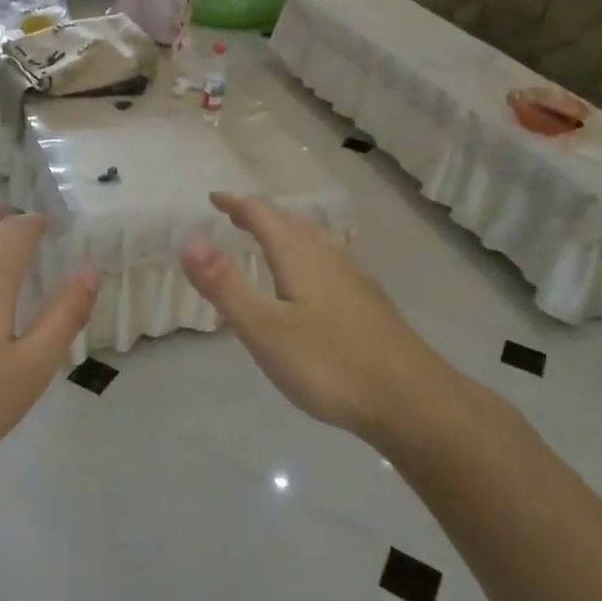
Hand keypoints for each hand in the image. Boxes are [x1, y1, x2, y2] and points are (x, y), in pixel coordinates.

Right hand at [179, 193, 462, 453]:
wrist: (413, 402)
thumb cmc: (330, 363)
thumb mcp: (264, 328)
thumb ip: (225, 285)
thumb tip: (189, 240)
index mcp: (300, 255)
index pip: (262, 214)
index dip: (236, 204)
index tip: (213, 198)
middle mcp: (328, 257)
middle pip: (290, 223)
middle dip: (259, 216)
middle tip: (233, 217)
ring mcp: (354, 279)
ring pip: (313, 242)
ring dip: (284, 234)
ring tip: (266, 243)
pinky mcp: (368, 304)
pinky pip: (327, 263)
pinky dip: (303, 257)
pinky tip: (308, 285)